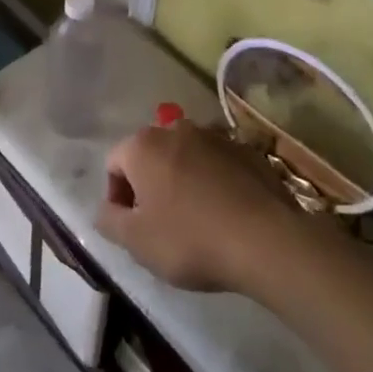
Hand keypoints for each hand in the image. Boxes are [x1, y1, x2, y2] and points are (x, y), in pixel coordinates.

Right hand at [95, 118, 306, 293]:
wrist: (267, 240)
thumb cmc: (191, 239)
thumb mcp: (136, 242)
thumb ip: (109, 220)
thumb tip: (105, 208)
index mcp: (143, 145)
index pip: (114, 164)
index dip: (117, 197)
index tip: (132, 227)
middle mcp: (176, 130)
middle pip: (150, 156)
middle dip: (149, 185)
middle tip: (161, 224)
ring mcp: (215, 137)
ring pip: (185, 158)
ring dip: (182, 181)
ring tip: (196, 220)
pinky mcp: (247, 151)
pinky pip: (218, 165)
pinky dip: (214, 183)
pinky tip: (226, 214)